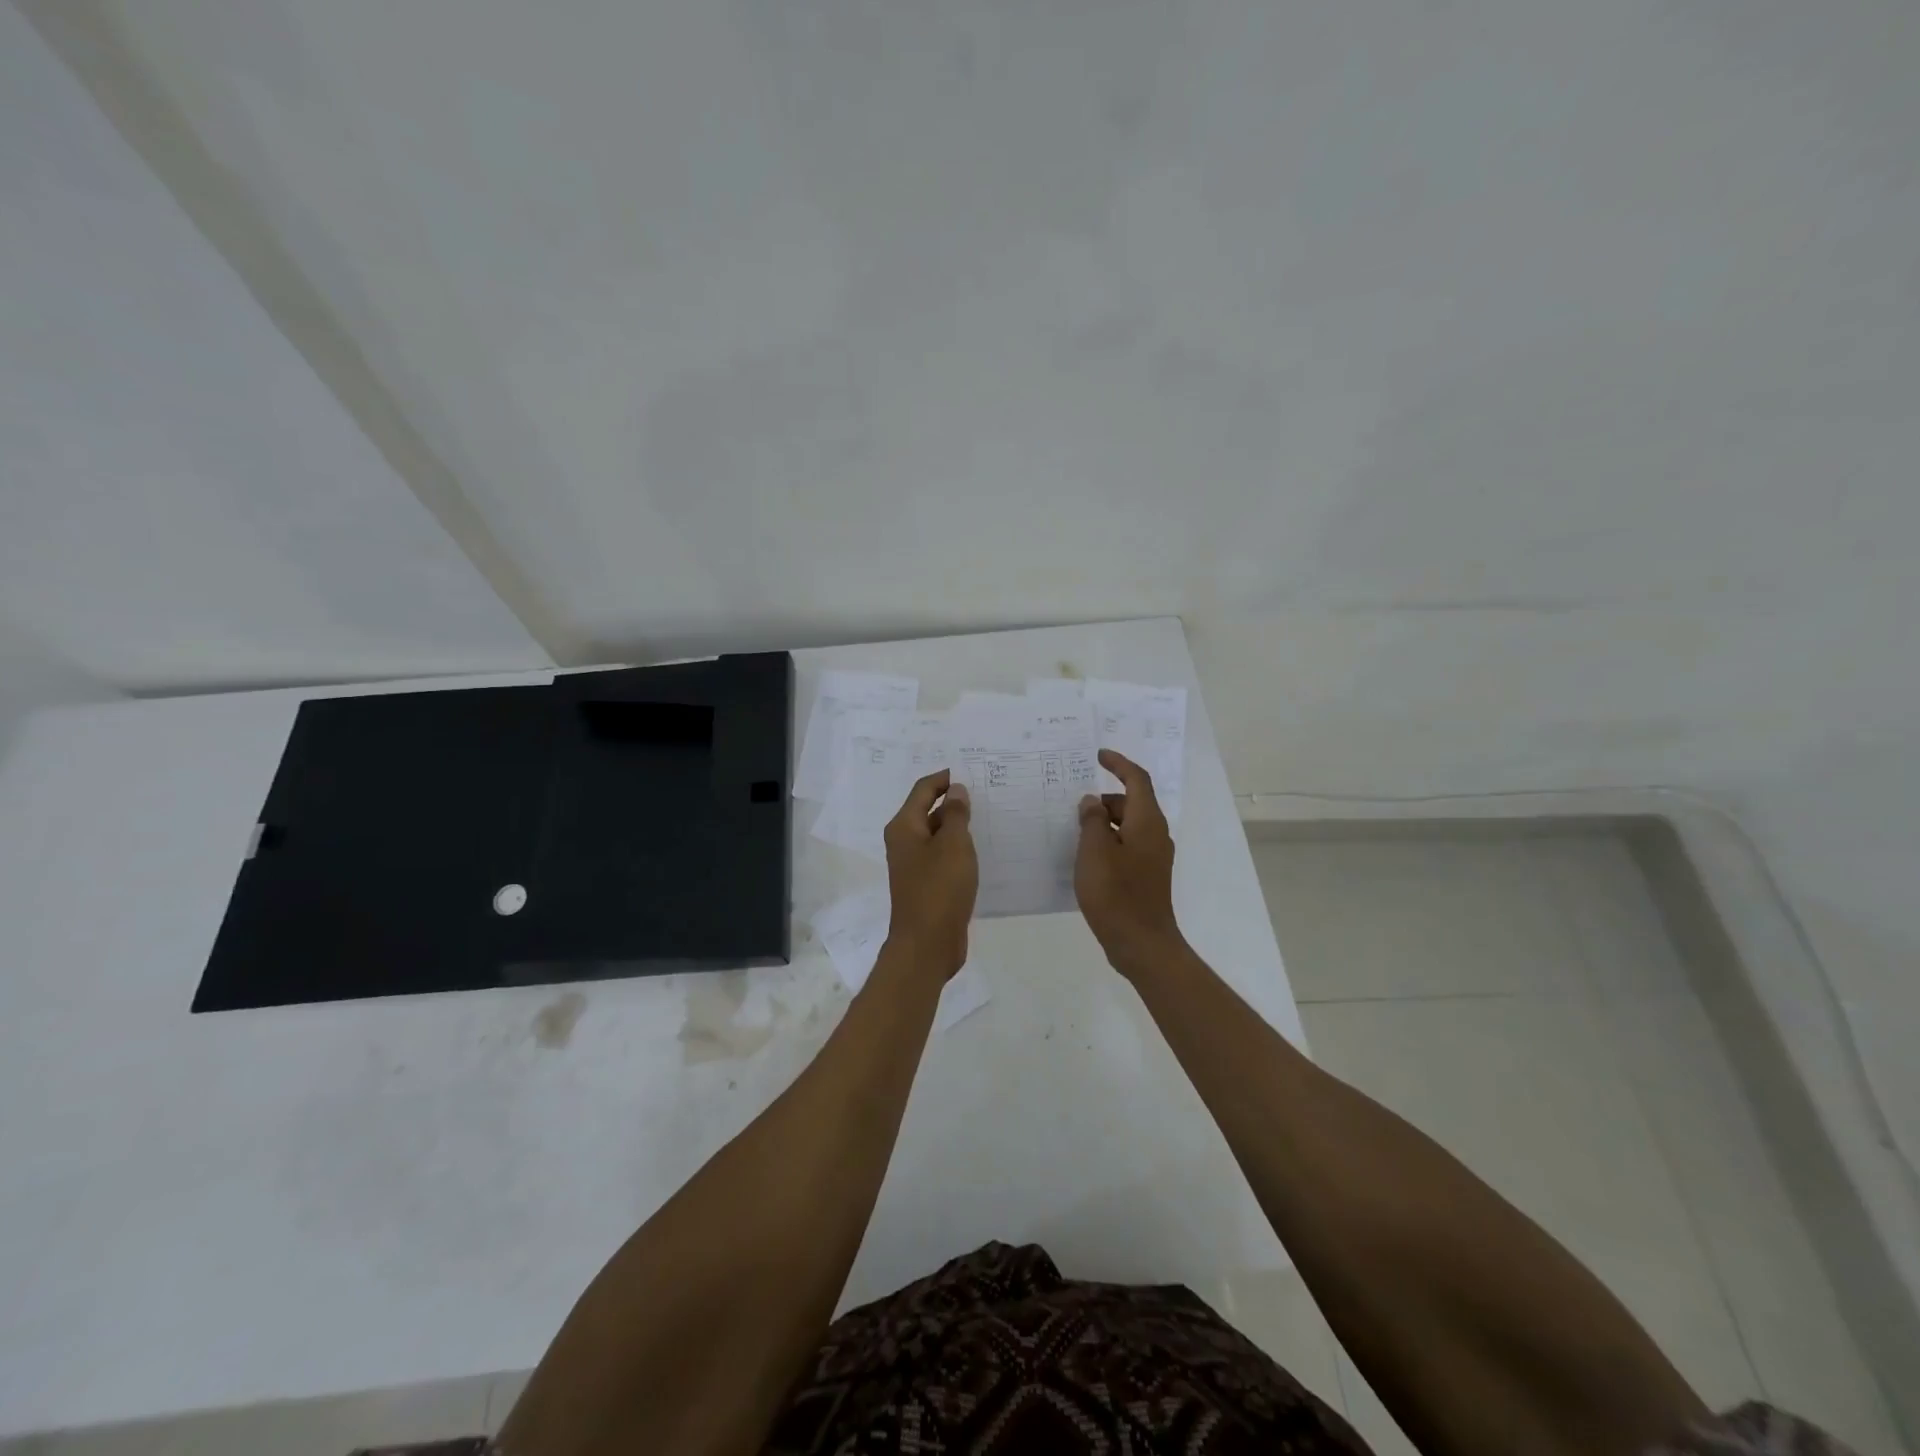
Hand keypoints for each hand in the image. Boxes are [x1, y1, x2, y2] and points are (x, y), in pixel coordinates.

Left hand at [883, 770, 977, 979]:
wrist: (927, 944)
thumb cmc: (939, 889)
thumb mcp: (953, 845)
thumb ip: (955, 815)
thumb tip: (955, 790)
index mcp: (904, 827)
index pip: (923, 789)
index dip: (945, 778)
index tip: (972, 772)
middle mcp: (904, 842)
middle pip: (928, 811)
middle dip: (954, 802)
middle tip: (986, 793)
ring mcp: (914, 865)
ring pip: (938, 836)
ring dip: (958, 827)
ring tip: (989, 818)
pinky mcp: (927, 885)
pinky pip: (943, 857)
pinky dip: (959, 850)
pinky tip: (982, 851)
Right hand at [1075, 749, 1182, 975]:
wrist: (1142, 944)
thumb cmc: (1116, 894)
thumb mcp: (1094, 852)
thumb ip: (1091, 821)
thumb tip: (1092, 802)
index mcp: (1147, 822)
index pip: (1137, 780)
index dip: (1118, 763)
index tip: (1098, 756)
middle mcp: (1155, 835)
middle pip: (1131, 803)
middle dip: (1103, 800)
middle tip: (1073, 808)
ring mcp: (1153, 857)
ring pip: (1127, 826)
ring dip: (1103, 823)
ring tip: (1074, 833)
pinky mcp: (1146, 876)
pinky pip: (1126, 846)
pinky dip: (1107, 843)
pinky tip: (1086, 858)